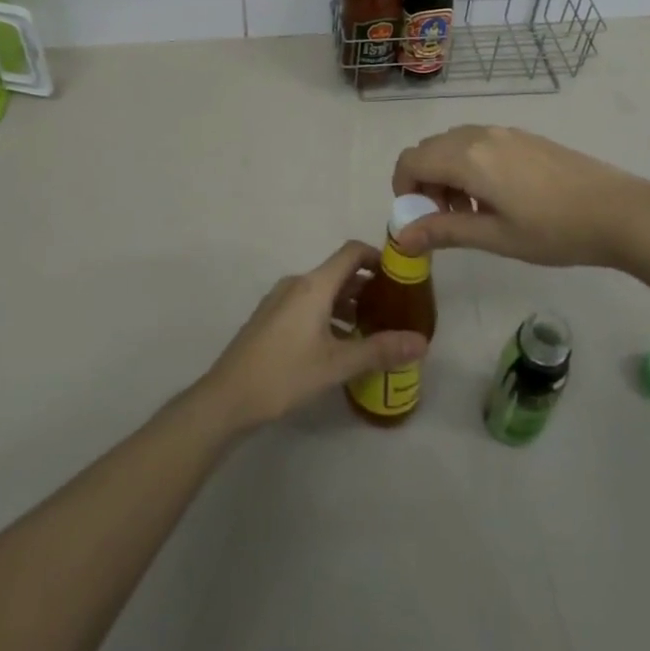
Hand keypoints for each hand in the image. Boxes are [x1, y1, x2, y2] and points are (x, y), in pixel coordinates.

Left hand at [198, 242, 428, 430]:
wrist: (227, 397)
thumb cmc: (284, 374)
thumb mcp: (336, 364)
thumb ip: (379, 350)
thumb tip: (422, 342)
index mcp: (313, 285)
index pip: (351, 252)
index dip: (378, 257)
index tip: (401, 275)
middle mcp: (297, 283)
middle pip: (339, 272)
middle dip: (367, 285)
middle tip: (394, 308)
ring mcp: (280, 300)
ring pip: (322, 291)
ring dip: (348, 303)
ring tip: (372, 328)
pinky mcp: (271, 318)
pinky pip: (308, 304)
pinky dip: (329, 314)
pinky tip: (339, 344)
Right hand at [391, 125, 649, 269]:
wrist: (619, 211)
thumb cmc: (554, 230)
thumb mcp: (495, 237)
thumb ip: (444, 231)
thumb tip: (401, 235)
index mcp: (467, 158)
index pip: (411, 161)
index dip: (403, 189)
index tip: (419, 220)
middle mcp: (479, 135)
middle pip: (429, 149)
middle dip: (425, 182)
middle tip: (446, 219)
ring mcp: (504, 132)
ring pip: (453, 144)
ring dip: (447, 173)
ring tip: (474, 211)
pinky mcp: (523, 136)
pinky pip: (478, 142)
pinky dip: (469, 164)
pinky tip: (500, 197)